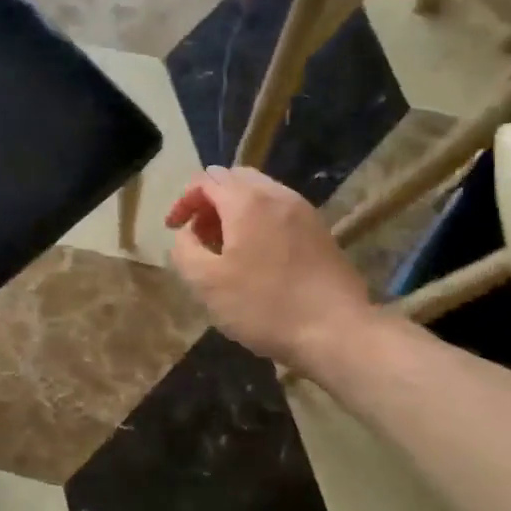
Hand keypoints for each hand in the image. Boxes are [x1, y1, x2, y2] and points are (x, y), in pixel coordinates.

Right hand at [166, 167, 369, 368]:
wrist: (336, 331)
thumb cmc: (264, 306)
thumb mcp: (206, 283)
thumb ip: (185, 250)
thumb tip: (187, 234)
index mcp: (247, 202)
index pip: (207, 180)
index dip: (184, 201)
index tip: (174, 229)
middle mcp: (278, 195)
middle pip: (235, 179)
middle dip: (210, 202)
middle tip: (199, 236)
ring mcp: (304, 212)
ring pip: (260, 194)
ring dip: (234, 212)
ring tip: (225, 249)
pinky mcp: (320, 232)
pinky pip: (280, 212)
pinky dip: (259, 222)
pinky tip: (256, 258)